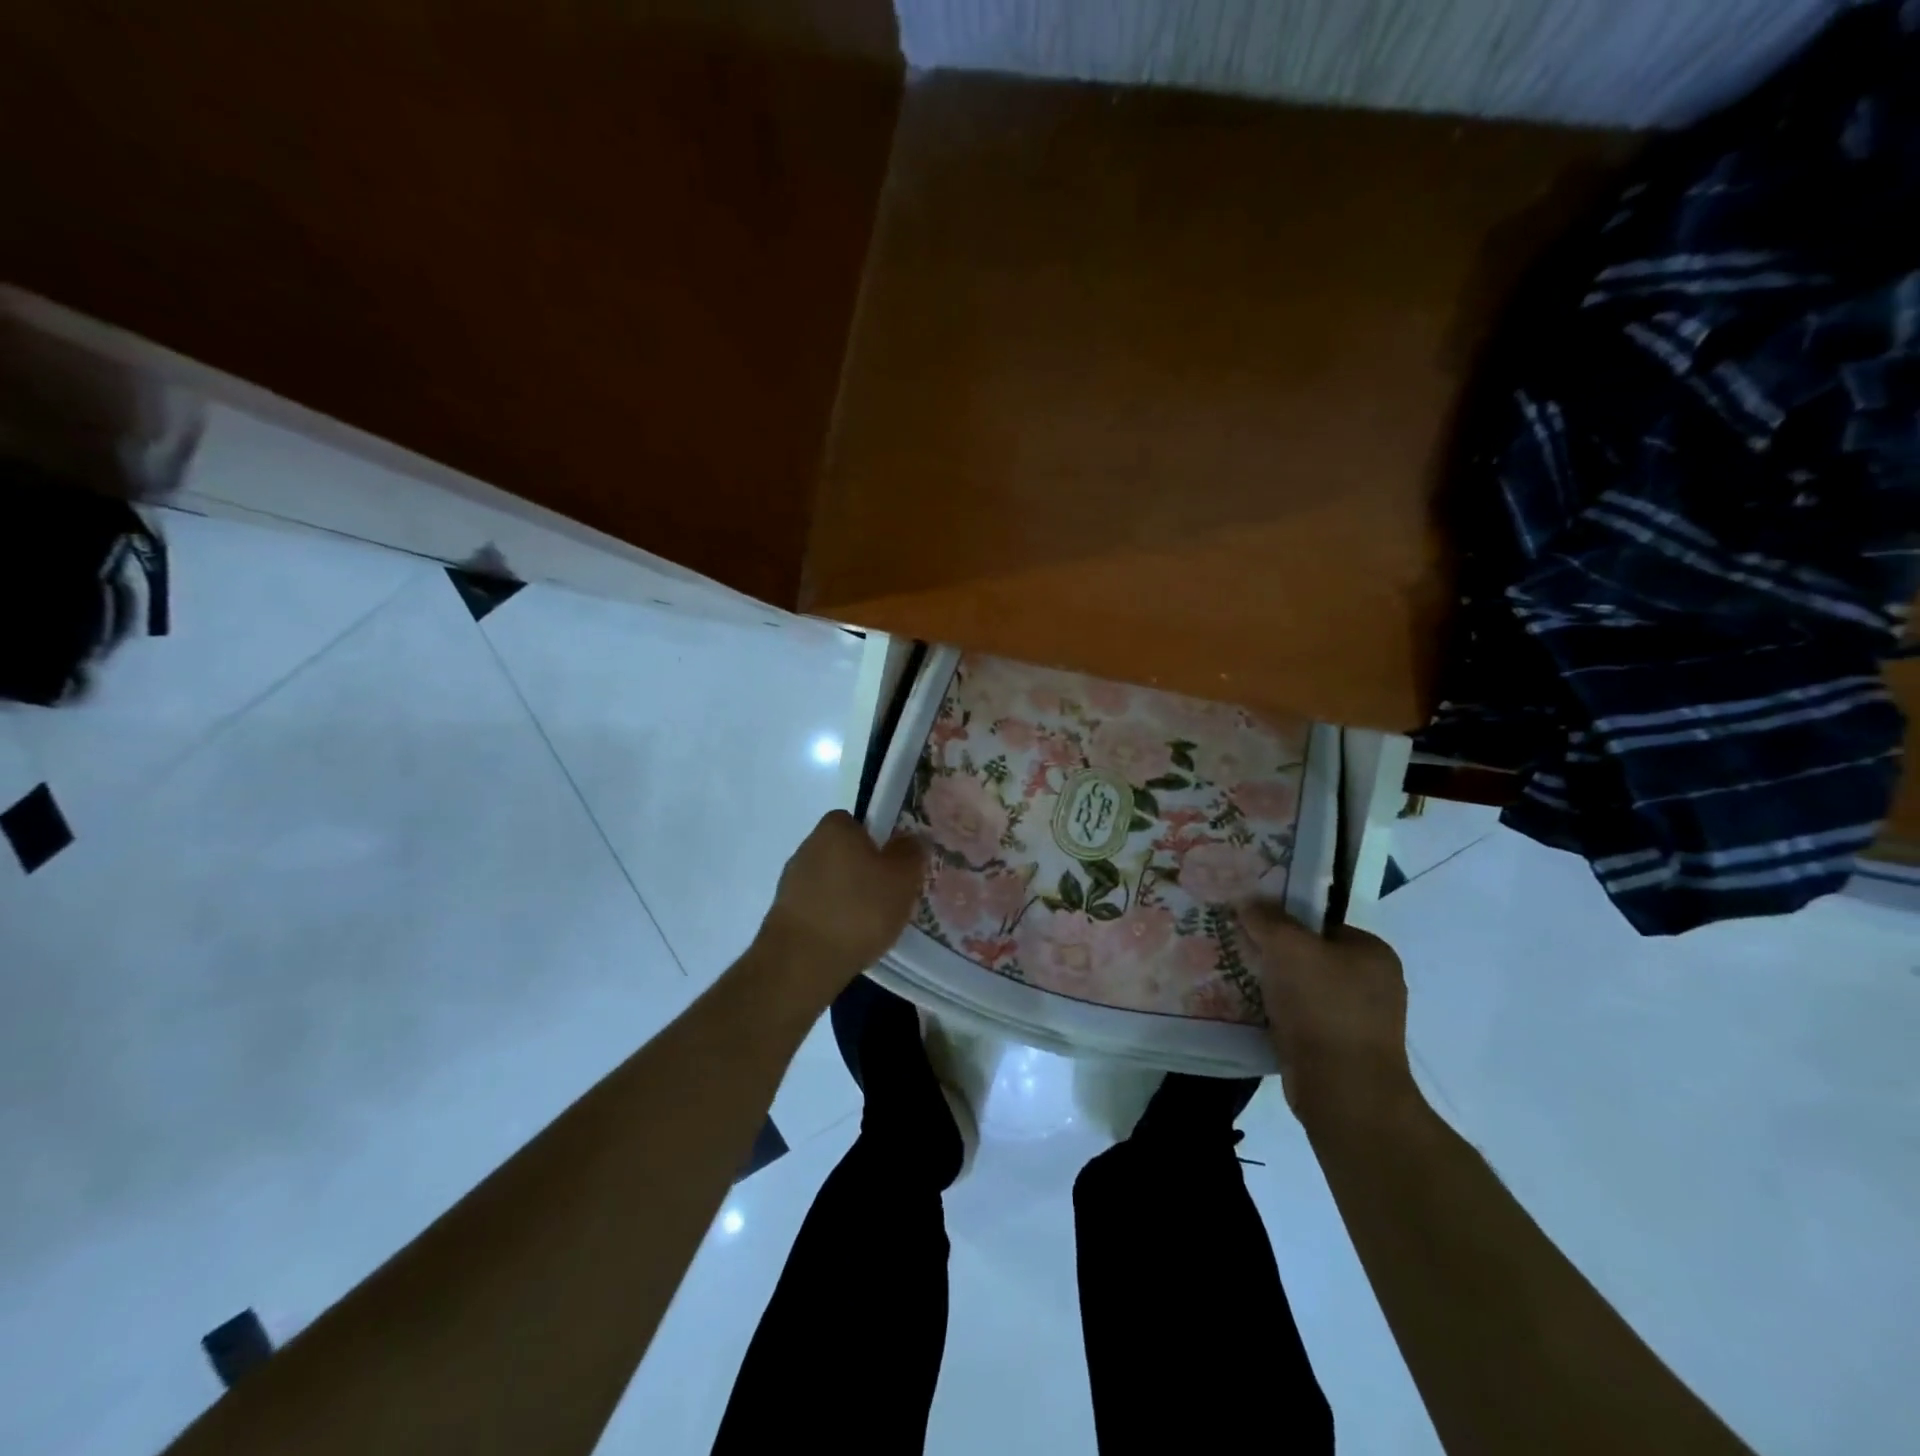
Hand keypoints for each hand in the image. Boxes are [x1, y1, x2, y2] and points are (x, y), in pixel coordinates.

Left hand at [759, 811, 926, 999]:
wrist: (802, 961)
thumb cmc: (859, 909)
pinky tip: (847, 939)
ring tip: (870, 924)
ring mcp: (791, 880)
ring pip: (830, 881)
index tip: (893, 866)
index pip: (858, 823)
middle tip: (888, 896)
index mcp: (835, 828)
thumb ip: (910, 853)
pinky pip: (818, 907)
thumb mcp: (902, 878)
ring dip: (847, 897)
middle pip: (844, 852)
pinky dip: (832, 918)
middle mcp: (808, 846)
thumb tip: (910, 839)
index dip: (878, 841)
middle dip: (863, 870)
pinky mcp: (783, 913)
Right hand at [1238, 903, 1415, 1124]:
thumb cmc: (1323, 1007)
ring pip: (1302, 988)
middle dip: (1274, 954)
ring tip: (1235, 977)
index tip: (1250, 923)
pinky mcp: (1340, 1050)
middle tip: (1238, 948)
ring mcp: (1359, 1020)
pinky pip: (1300, 1018)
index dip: (1284, 920)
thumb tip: (1249, 901)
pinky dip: (1277, 1014)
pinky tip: (1250, 1011)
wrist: (1342, 1090)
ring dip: (1273, 985)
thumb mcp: (1288, 947)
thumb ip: (1267, 919)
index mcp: (1373, 953)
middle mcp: (1373, 984)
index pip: (1321, 923)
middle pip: (1310, 955)